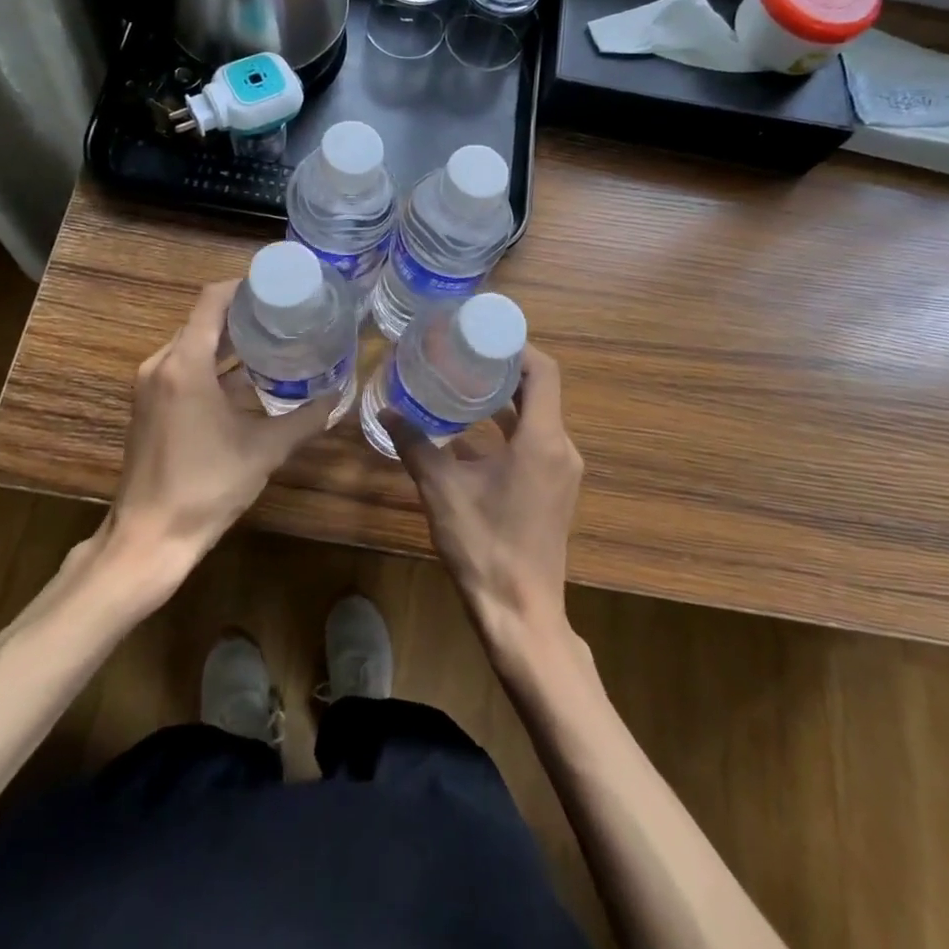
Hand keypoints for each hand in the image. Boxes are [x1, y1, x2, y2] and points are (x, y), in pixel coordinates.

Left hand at [105, 280, 334, 572]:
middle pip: (202, 320)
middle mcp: (161, 365)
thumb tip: (338, 396)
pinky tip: (245, 379)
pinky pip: (183, 368)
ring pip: (192, 345)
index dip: (244, 286)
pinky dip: (212, 365)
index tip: (278, 286)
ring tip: (273, 340)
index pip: (211, 300)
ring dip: (228, 341)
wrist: (149, 538)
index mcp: (184, 364)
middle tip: (286, 313)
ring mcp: (150, 386)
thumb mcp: (264, 450)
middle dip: (242, 314)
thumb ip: (305, 419)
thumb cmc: (206, 486)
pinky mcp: (149, 406)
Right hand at [386, 345, 583, 648]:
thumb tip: (386, 412)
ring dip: (504, 398)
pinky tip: (471, 430)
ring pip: (537, 416)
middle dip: (503, 367)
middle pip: (539, 389)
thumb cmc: (484, 546)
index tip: (481, 335)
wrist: (521, 614)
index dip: (516, 346)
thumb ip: (415, 445)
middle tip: (462, 353)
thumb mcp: (441, 490)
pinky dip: (508, 426)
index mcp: (542, 440)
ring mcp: (562, 471)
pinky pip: (535, 440)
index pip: (543, 371)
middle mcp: (560, 448)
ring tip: (462, 382)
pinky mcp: (554, 489)